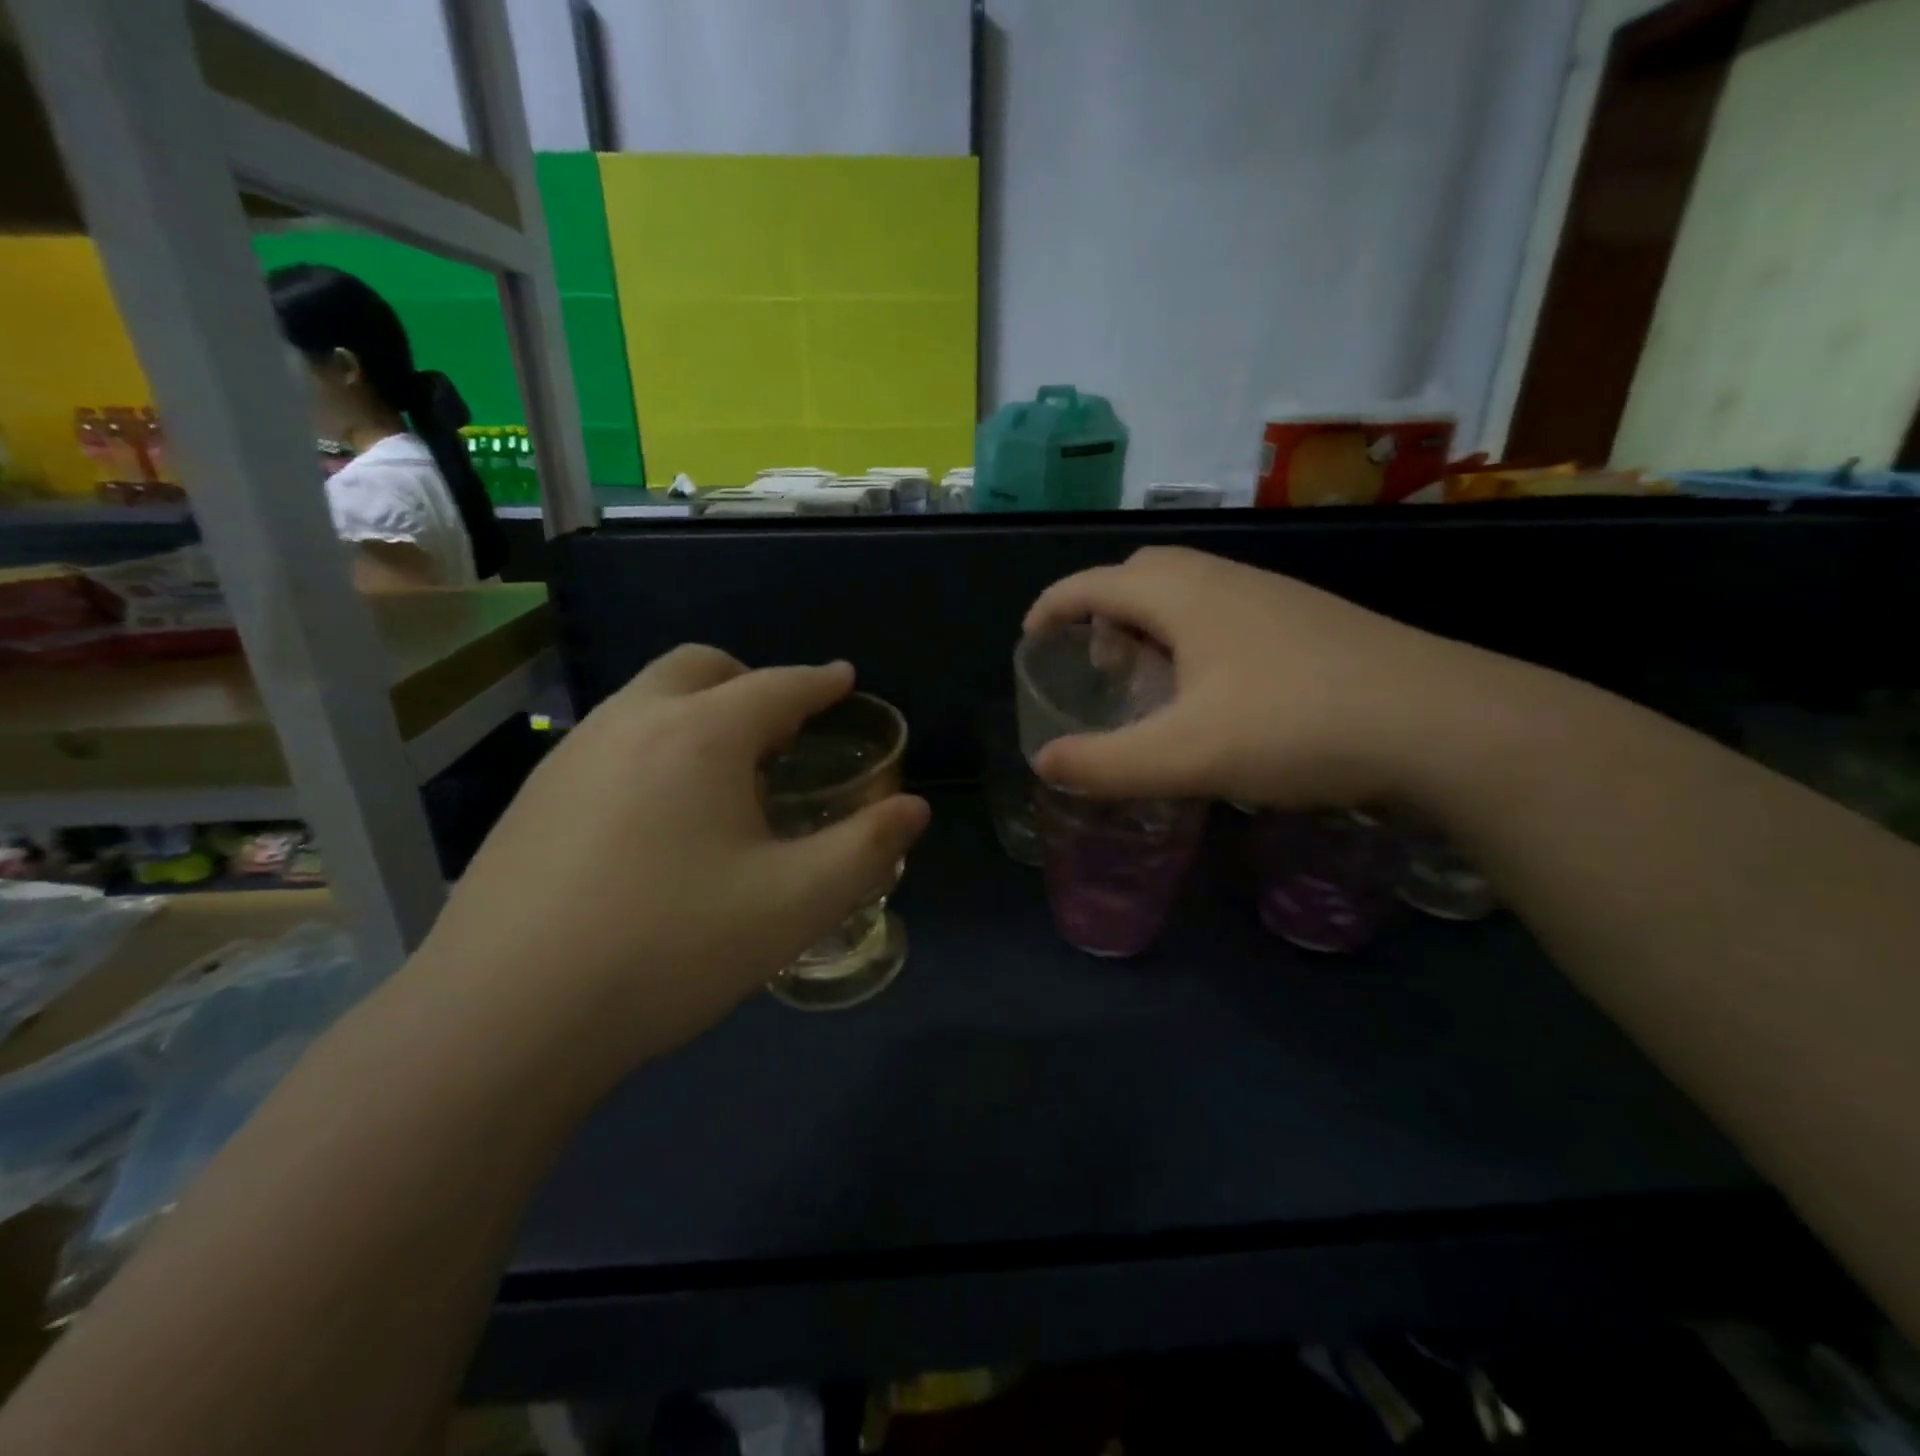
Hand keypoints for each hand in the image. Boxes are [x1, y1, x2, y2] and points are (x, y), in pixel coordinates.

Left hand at [416, 647, 929, 1086]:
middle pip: (699, 667)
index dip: (819, 681)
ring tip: (725, 773)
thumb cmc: (670, 947)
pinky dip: (653, 747)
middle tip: (782, 727)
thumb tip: (912, 810)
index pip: (777, 686)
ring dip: (696, 712)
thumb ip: (866, 849)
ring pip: (646, 700)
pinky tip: (657, 817)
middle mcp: (630, 724)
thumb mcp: (794, 903)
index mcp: (700, 735)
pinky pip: (610, 742)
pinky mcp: (532, 800)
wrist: (503, 1019)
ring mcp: (570, 758)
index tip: (843, 678)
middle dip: (750, 680)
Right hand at [1024, 546, 1486, 807]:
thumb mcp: (1187, 756)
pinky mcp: (1310, 620)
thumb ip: (1105, 764)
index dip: (1053, 606)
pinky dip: (1194, 638)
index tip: (1029, 639)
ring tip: (1149, 683)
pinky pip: (1226, 612)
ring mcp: (1275, 596)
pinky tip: (1214, 692)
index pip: (1095, 583)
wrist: (1443, 721)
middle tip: (1096, 666)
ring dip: (1152, 625)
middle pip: (1142, 575)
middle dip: (1103, 612)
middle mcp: (1226, 580)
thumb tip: (1043, 763)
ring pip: (1189, 592)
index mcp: (1185, 596)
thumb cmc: (1298, 727)